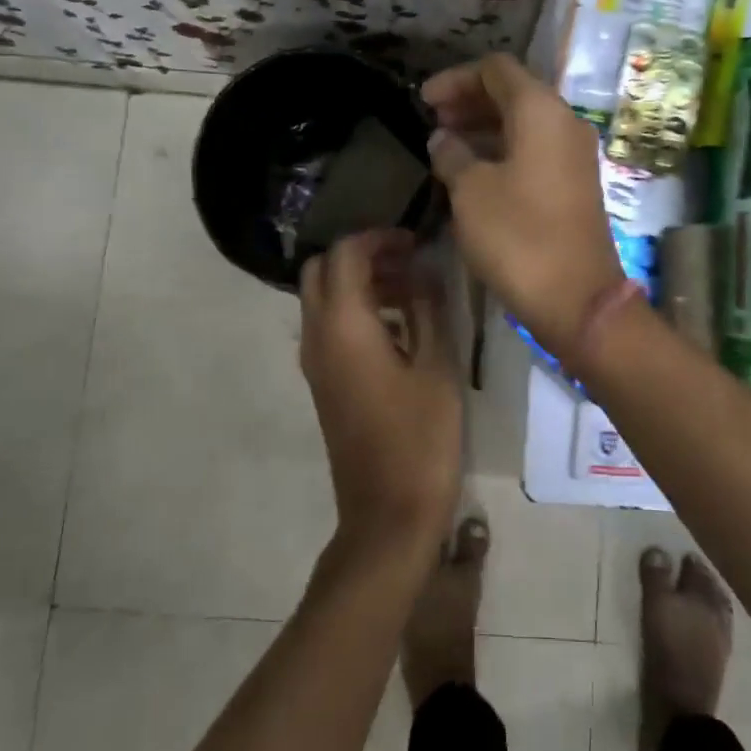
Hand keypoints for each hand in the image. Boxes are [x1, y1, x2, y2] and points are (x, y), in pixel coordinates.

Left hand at [299, 230, 462, 563]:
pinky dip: (355, 309)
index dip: (379, 238)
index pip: (345, 254)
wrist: (387, 513)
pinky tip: (398, 326)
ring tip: (411, 289)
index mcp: (344, 327)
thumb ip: (428, 307)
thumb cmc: (421, 438)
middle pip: (321, 270)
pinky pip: (328, 326)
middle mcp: (317, 337)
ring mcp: (314, 362)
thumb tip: (423, 268)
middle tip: (407, 261)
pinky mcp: (322, 382)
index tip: (416, 241)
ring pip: (321, 298)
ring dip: (357, 282)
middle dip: (361, 255)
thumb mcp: (436, 366)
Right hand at [423, 54, 625, 361]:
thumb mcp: (470, 192)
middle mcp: (565, 122)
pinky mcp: (575, 184)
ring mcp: (574, 155)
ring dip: (484, 127)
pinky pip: (535, 149)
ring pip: (524, 123)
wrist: (576, 297)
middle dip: (469, 101)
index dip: (455, 78)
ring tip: (445, 146)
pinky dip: (503, 150)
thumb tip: (442, 139)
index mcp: (541, 110)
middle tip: (432, 120)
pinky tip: (474, 171)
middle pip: (513, 93)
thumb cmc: (518, 236)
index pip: (496, 69)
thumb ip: (452, 155)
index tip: (423, 101)